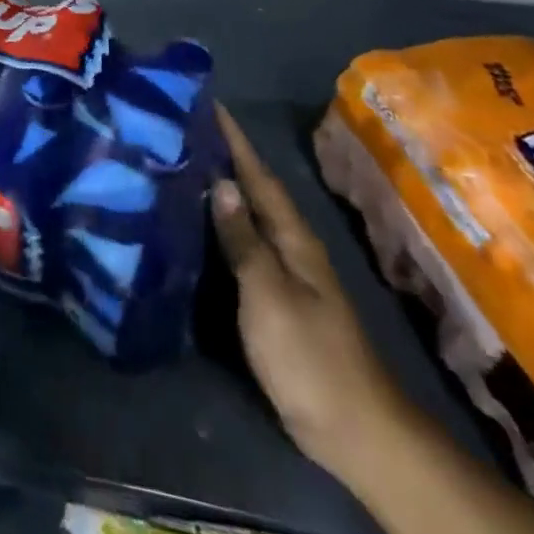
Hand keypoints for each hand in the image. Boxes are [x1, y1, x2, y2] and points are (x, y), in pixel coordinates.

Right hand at [211, 104, 407, 481]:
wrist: (354, 430)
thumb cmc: (309, 355)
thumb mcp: (270, 294)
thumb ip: (244, 239)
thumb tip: (222, 183)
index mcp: (293, 237)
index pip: (258, 175)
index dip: (235, 140)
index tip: (207, 103)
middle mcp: (290, 246)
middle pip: (252, 191)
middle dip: (222, 156)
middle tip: (180, 128)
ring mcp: (284, 274)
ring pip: (246, 217)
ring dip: (219, 189)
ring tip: (179, 163)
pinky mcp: (273, 299)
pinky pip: (241, 246)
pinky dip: (219, 227)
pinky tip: (195, 225)